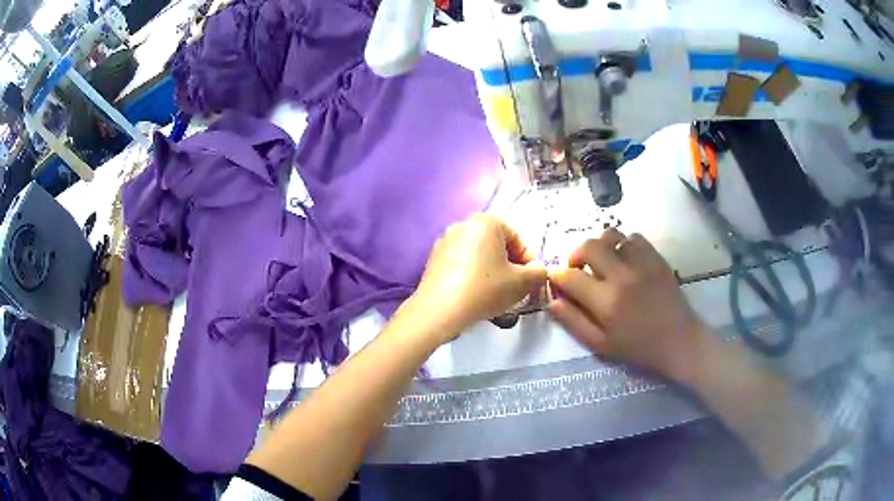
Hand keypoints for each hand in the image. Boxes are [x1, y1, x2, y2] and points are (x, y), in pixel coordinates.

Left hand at [408, 214, 546, 339]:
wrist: (439, 310)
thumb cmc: (484, 290)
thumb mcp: (522, 283)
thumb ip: (538, 273)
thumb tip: (537, 271)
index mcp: (486, 222)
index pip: (517, 237)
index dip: (529, 259)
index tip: (530, 280)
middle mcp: (463, 225)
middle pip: (497, 243)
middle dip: (510, 264)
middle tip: (515, 287)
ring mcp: (445, 241)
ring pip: (479, 254)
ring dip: (491, 269)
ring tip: (496, 293)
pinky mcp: (433, 259)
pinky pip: (462, 262)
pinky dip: (472, 274)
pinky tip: (475, 294)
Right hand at [547, 229, 705, 382]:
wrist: (678, 340)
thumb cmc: (638, 348)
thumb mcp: (601, 345)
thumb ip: (574, 322)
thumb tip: (552, 301)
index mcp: (607, 302)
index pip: (571, 277)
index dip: (557, 276)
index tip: (557, 279)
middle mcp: (623, 276)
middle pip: (589, 246)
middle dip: (575, 254)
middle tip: (577, 267)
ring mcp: (642, 263)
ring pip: (612, 236)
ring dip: (601, 246)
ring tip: (602, 261)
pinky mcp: (656, 258)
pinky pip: (634, 237)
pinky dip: (623, 244)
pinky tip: (624, 259)